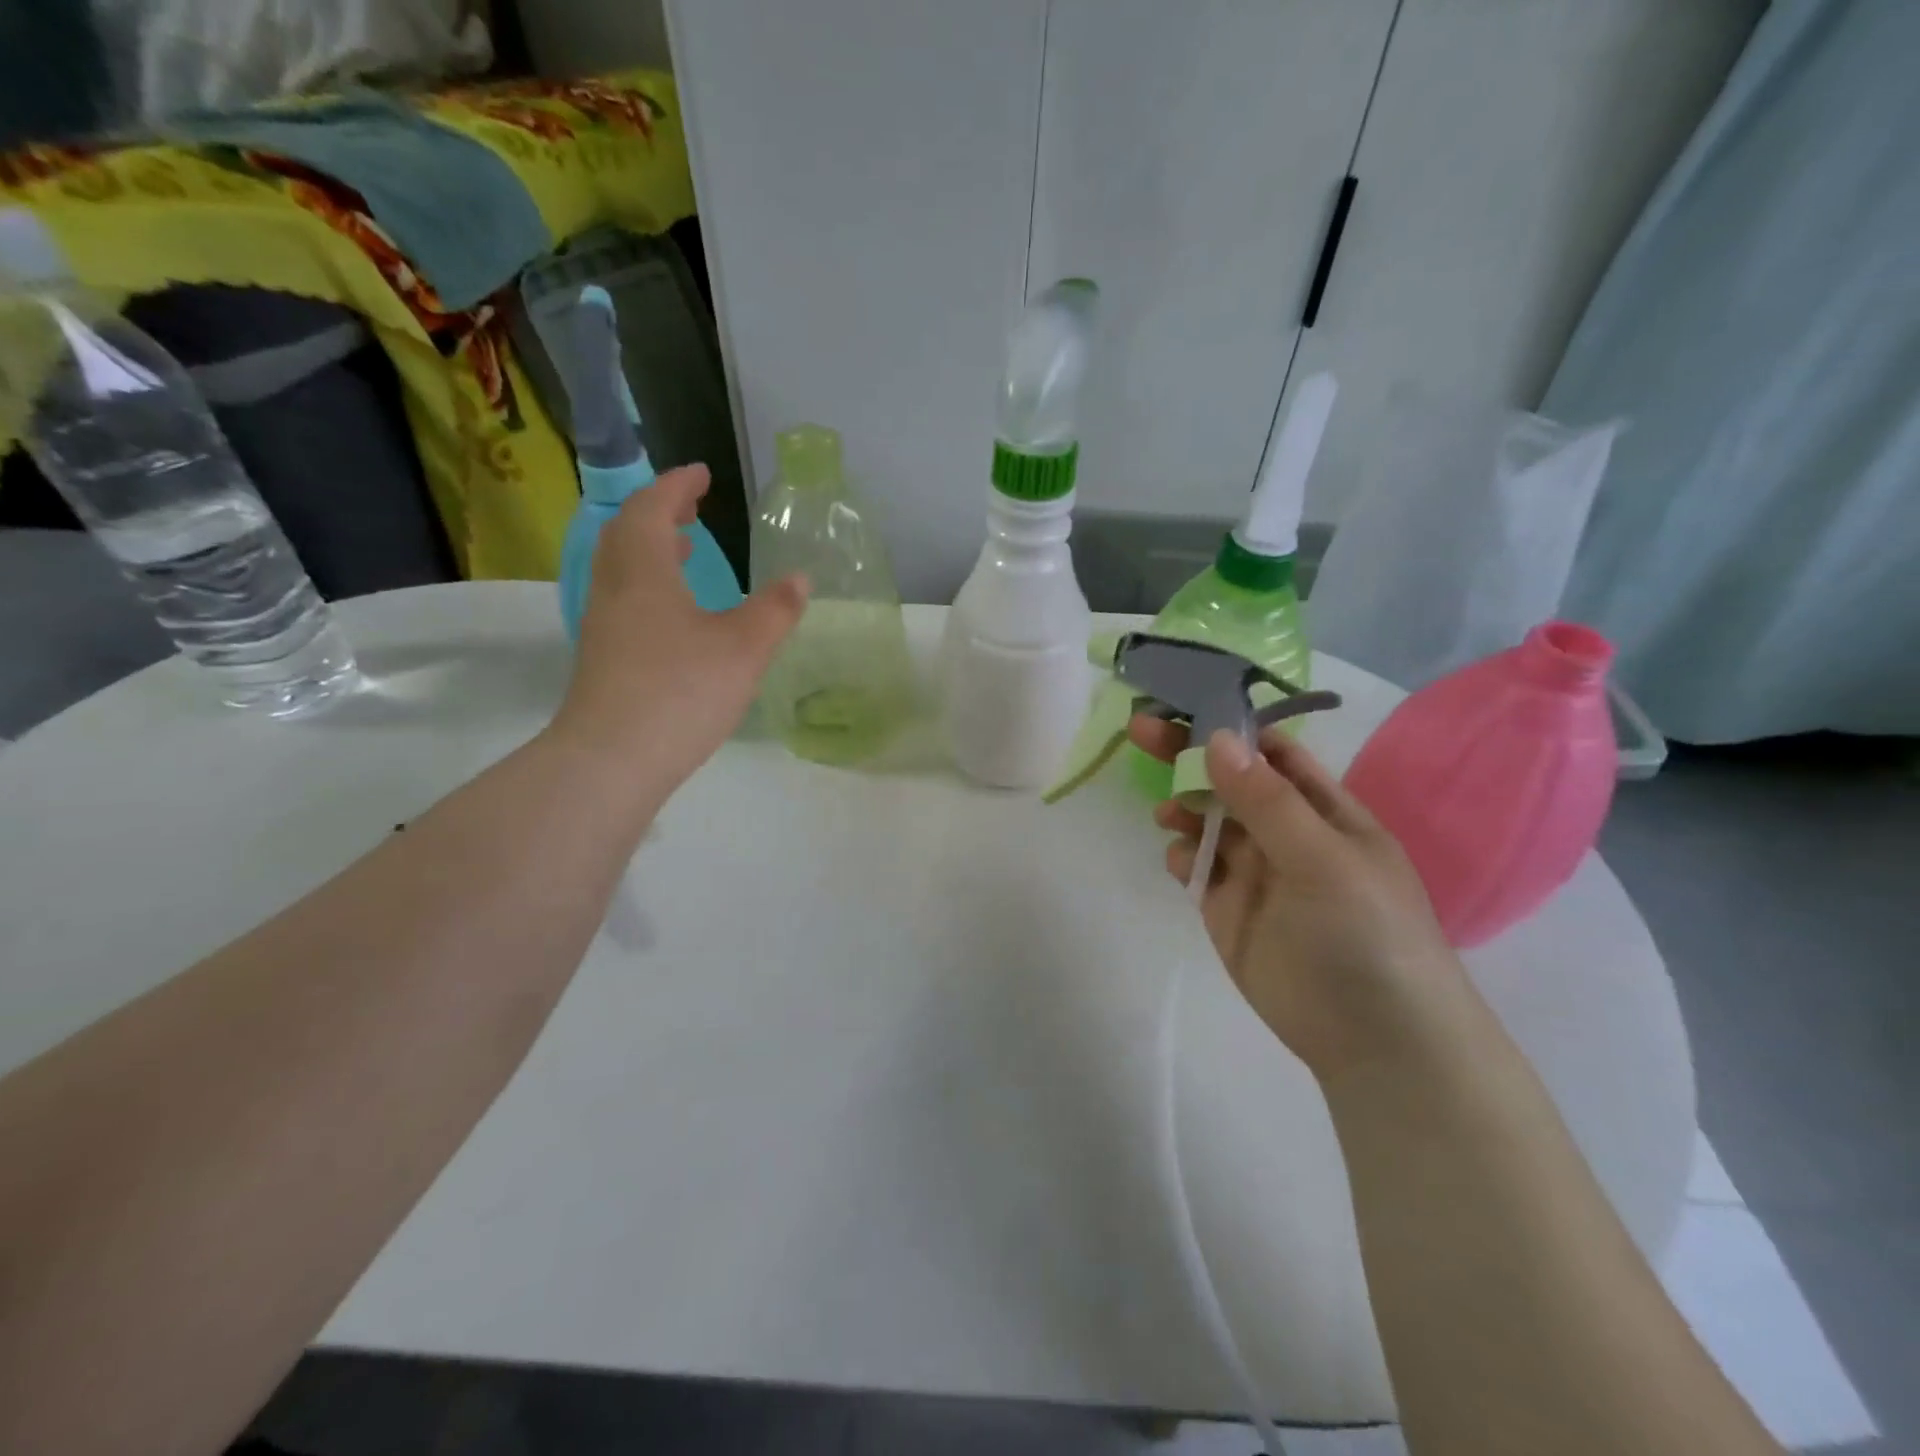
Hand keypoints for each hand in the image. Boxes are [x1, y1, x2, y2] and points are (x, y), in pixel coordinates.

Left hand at [550, 465, 806, 793]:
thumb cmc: (681, 690)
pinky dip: (649, 586)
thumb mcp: (743, 648)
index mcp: (644, 571)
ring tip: (686, 553)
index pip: (652, 509)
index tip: (701, 474)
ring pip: (622, 569)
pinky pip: (624, 600)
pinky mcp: (603, 659)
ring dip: (652, 550)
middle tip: (691, 510)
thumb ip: (774, 610)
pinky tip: (677, 616)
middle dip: (659, 513)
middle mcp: (615, 589)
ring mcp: (603, 626)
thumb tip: (799, 579)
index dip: (676, 486)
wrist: (613, 759)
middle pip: (627, 534)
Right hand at [1132, 717, 1467, 1080]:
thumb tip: (1216, 738)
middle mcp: (1286, 833)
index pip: (1273, 752)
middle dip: (1190, 756)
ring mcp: (1256, 872)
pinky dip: (1181, 855)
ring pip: (1208, 821)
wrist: (1376, 1042)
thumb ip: (1267, 801)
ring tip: (1168, 814)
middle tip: (1140, 732)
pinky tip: (1179, 861)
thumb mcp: (1324, 859)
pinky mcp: (1227, 909)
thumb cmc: (1367, 935)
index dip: (1230, 726)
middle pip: (1230, 780)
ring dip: (1184, 807)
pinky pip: (1196, 867)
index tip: (1182, 706)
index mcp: (1323, 810)